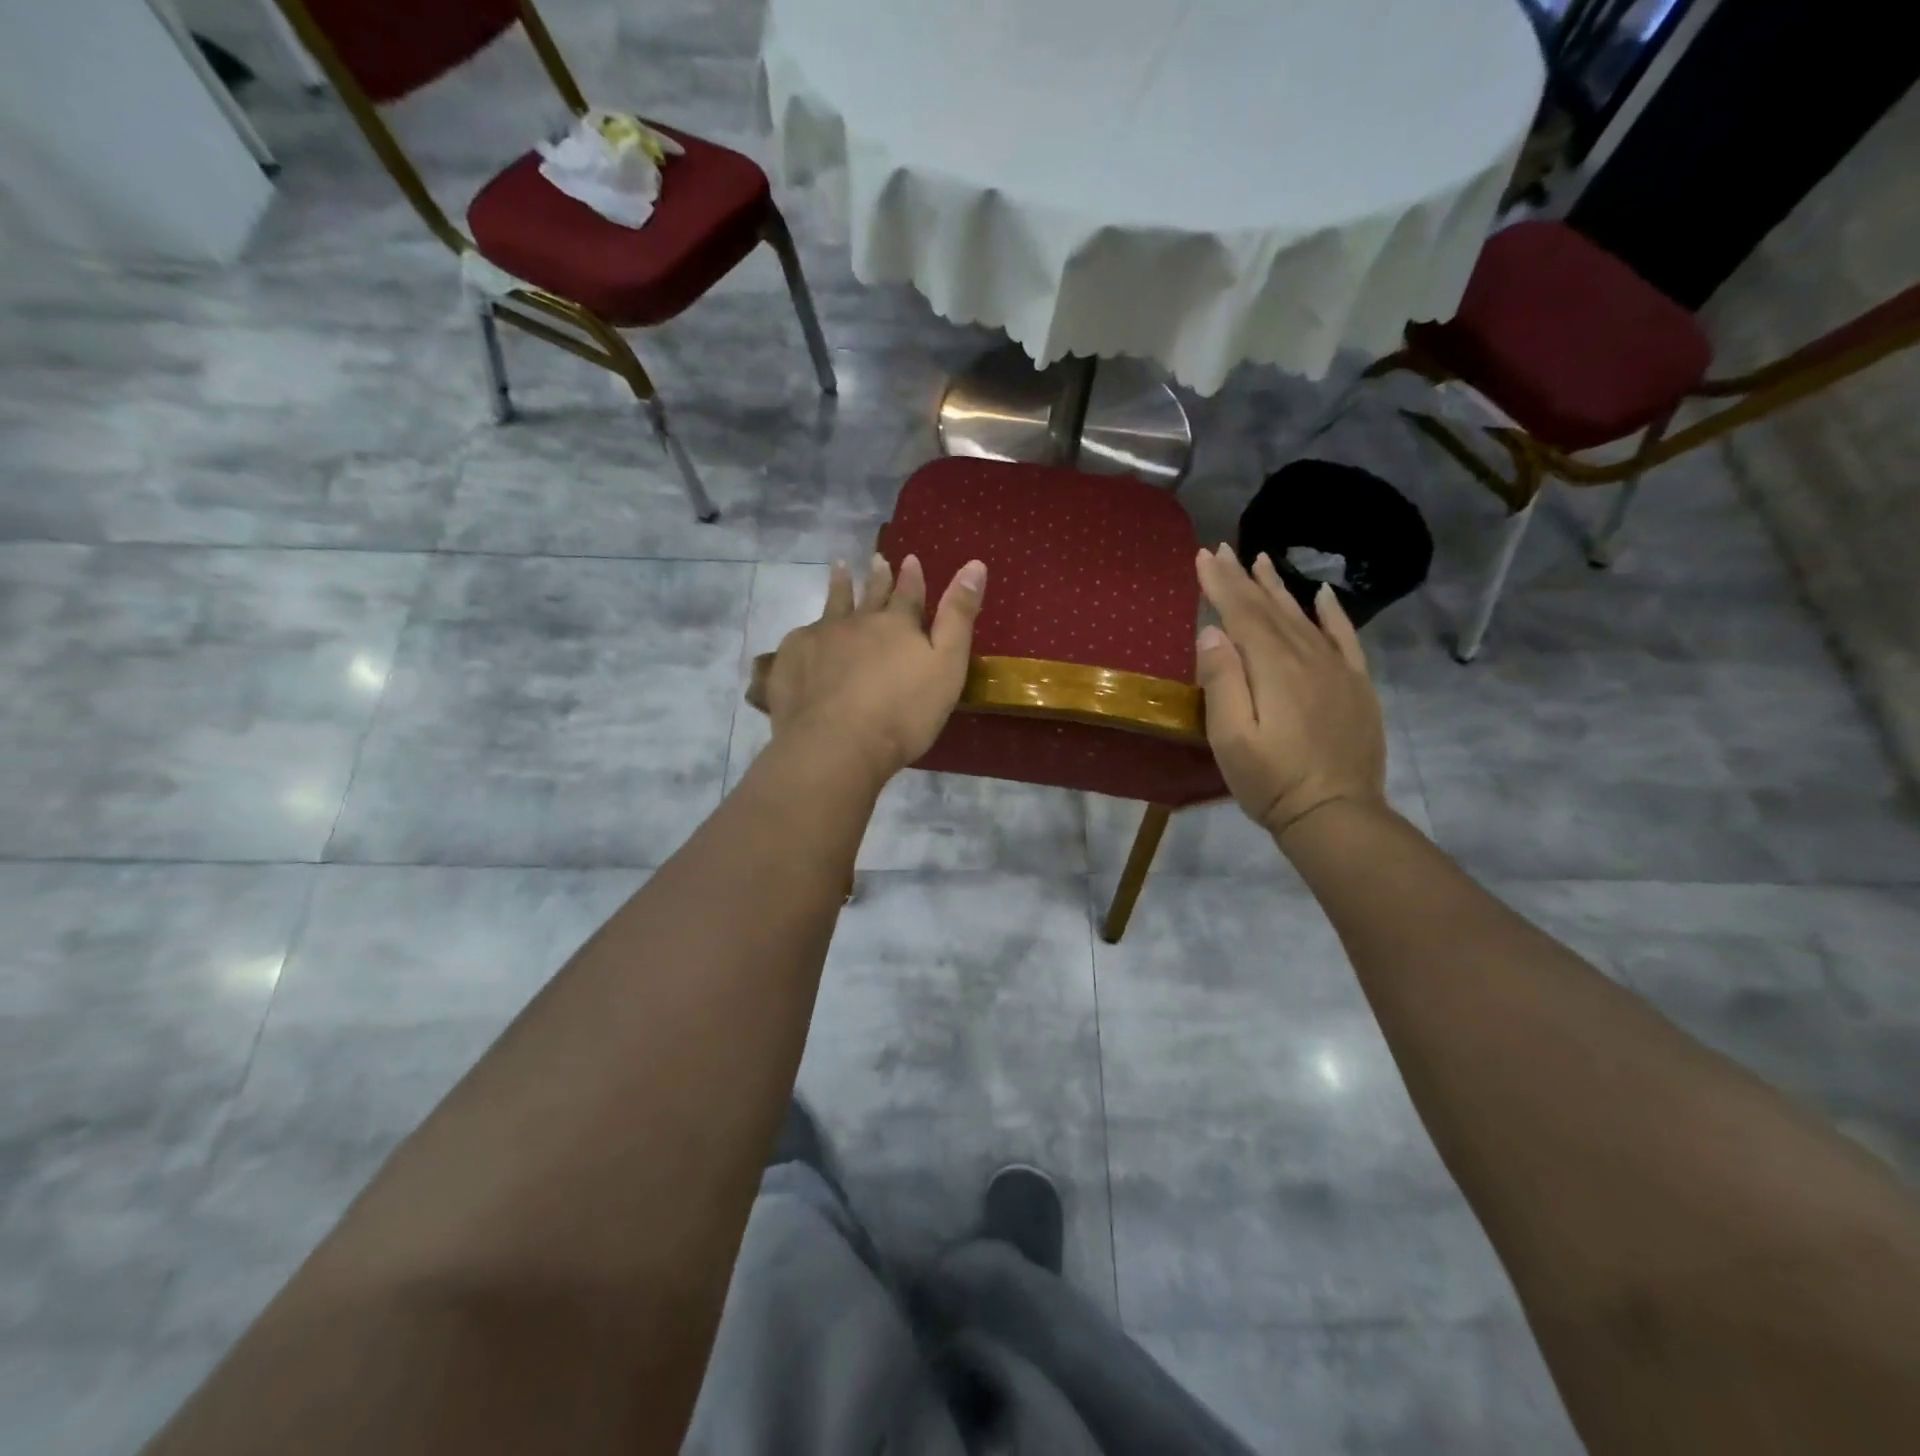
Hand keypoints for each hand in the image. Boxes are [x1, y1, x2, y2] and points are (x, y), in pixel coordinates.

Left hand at [760, 552, 986, 781]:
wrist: (836, 744)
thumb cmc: (903, 713)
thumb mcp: (947, 666)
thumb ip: (958, 617)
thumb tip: (975, 564)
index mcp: (897, 624)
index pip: (909, 594)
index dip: (912, 577)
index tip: (911, 559)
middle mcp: (857, 621)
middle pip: (870, 594)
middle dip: (877, 576)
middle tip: (876, 558)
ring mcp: (820, 637)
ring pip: (832, 605)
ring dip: (839, 586)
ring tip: (839, 568)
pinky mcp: (792, 659)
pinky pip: (801, 636)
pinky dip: (809, 630)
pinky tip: (806, 632)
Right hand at [1194, 545, 1386, 841]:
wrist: (1336, 814)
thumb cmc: (1271, 780)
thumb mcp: (1231, 737)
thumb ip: (1222, 681)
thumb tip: (1212, 632)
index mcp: (1273, 667)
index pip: (1242, 613)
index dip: (1221, 583)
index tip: (1203, 556)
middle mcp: (1306, 657)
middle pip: (1270, 608)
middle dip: (1244, 578)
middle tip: (1224, 549)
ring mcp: (1336, 669)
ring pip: (1303, 617)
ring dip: (1279, 587)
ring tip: (1262, 560)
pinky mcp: (1356, 685)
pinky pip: (1344, 638)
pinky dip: (1332, 613)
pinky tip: (1322, 595)